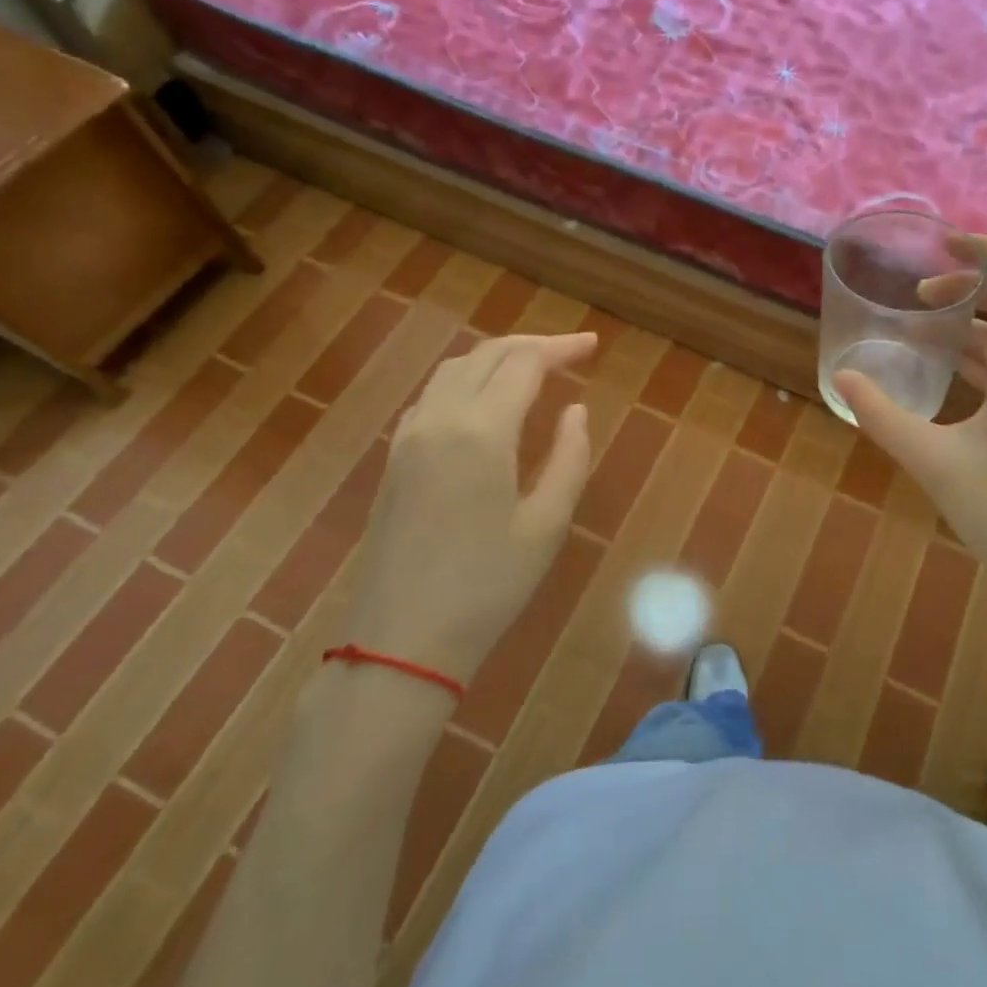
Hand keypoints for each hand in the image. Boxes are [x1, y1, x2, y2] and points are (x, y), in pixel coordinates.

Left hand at [344, 332, 596, 683]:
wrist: (401, 641)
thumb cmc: (488, 586)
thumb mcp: (547, 524)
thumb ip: (569, 457)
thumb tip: (575, 410)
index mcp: (482, 431)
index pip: (525, 364)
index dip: (561, 348)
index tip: (592, 346)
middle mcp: (440, 419)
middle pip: (487, 355)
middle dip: (532, 346)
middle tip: (571, 354)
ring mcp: (409, 437)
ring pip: (454, 370)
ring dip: (496, 358)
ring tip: (533, 369)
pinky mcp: (394, 459)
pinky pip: (432, 396)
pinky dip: (465, 380)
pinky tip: (484, 402)